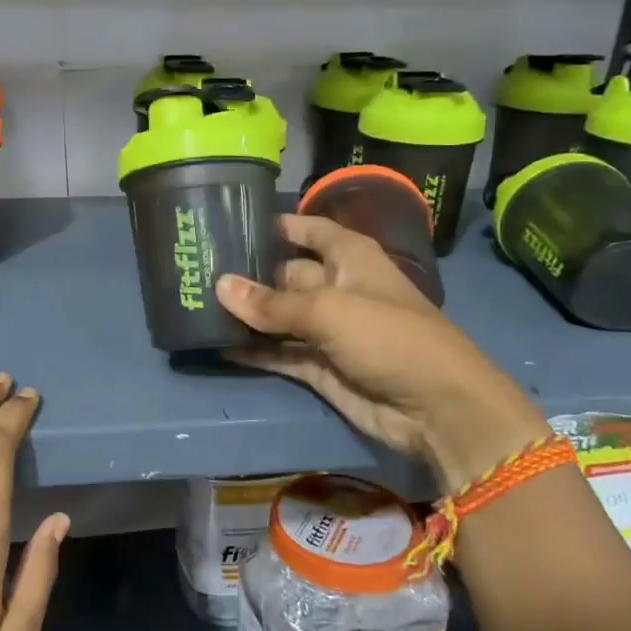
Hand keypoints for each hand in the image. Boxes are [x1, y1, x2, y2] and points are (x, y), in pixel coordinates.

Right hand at [217, 214, 548, 493]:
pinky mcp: (319, 367)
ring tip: (194, 305)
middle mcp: (336, 287)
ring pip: (277, 316)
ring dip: (244, 315)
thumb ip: (271, 302)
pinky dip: (252, 350)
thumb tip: (219, 285)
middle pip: (284, 274)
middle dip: (247, 274)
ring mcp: (327, 329)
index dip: (276, 225)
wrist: (436, 408)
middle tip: (195, 270)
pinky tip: (214, 345)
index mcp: (349, 257)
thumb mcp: (328, 310)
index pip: (307, 230)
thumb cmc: (389, 337)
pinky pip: (278, 352)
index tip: (230, 221)